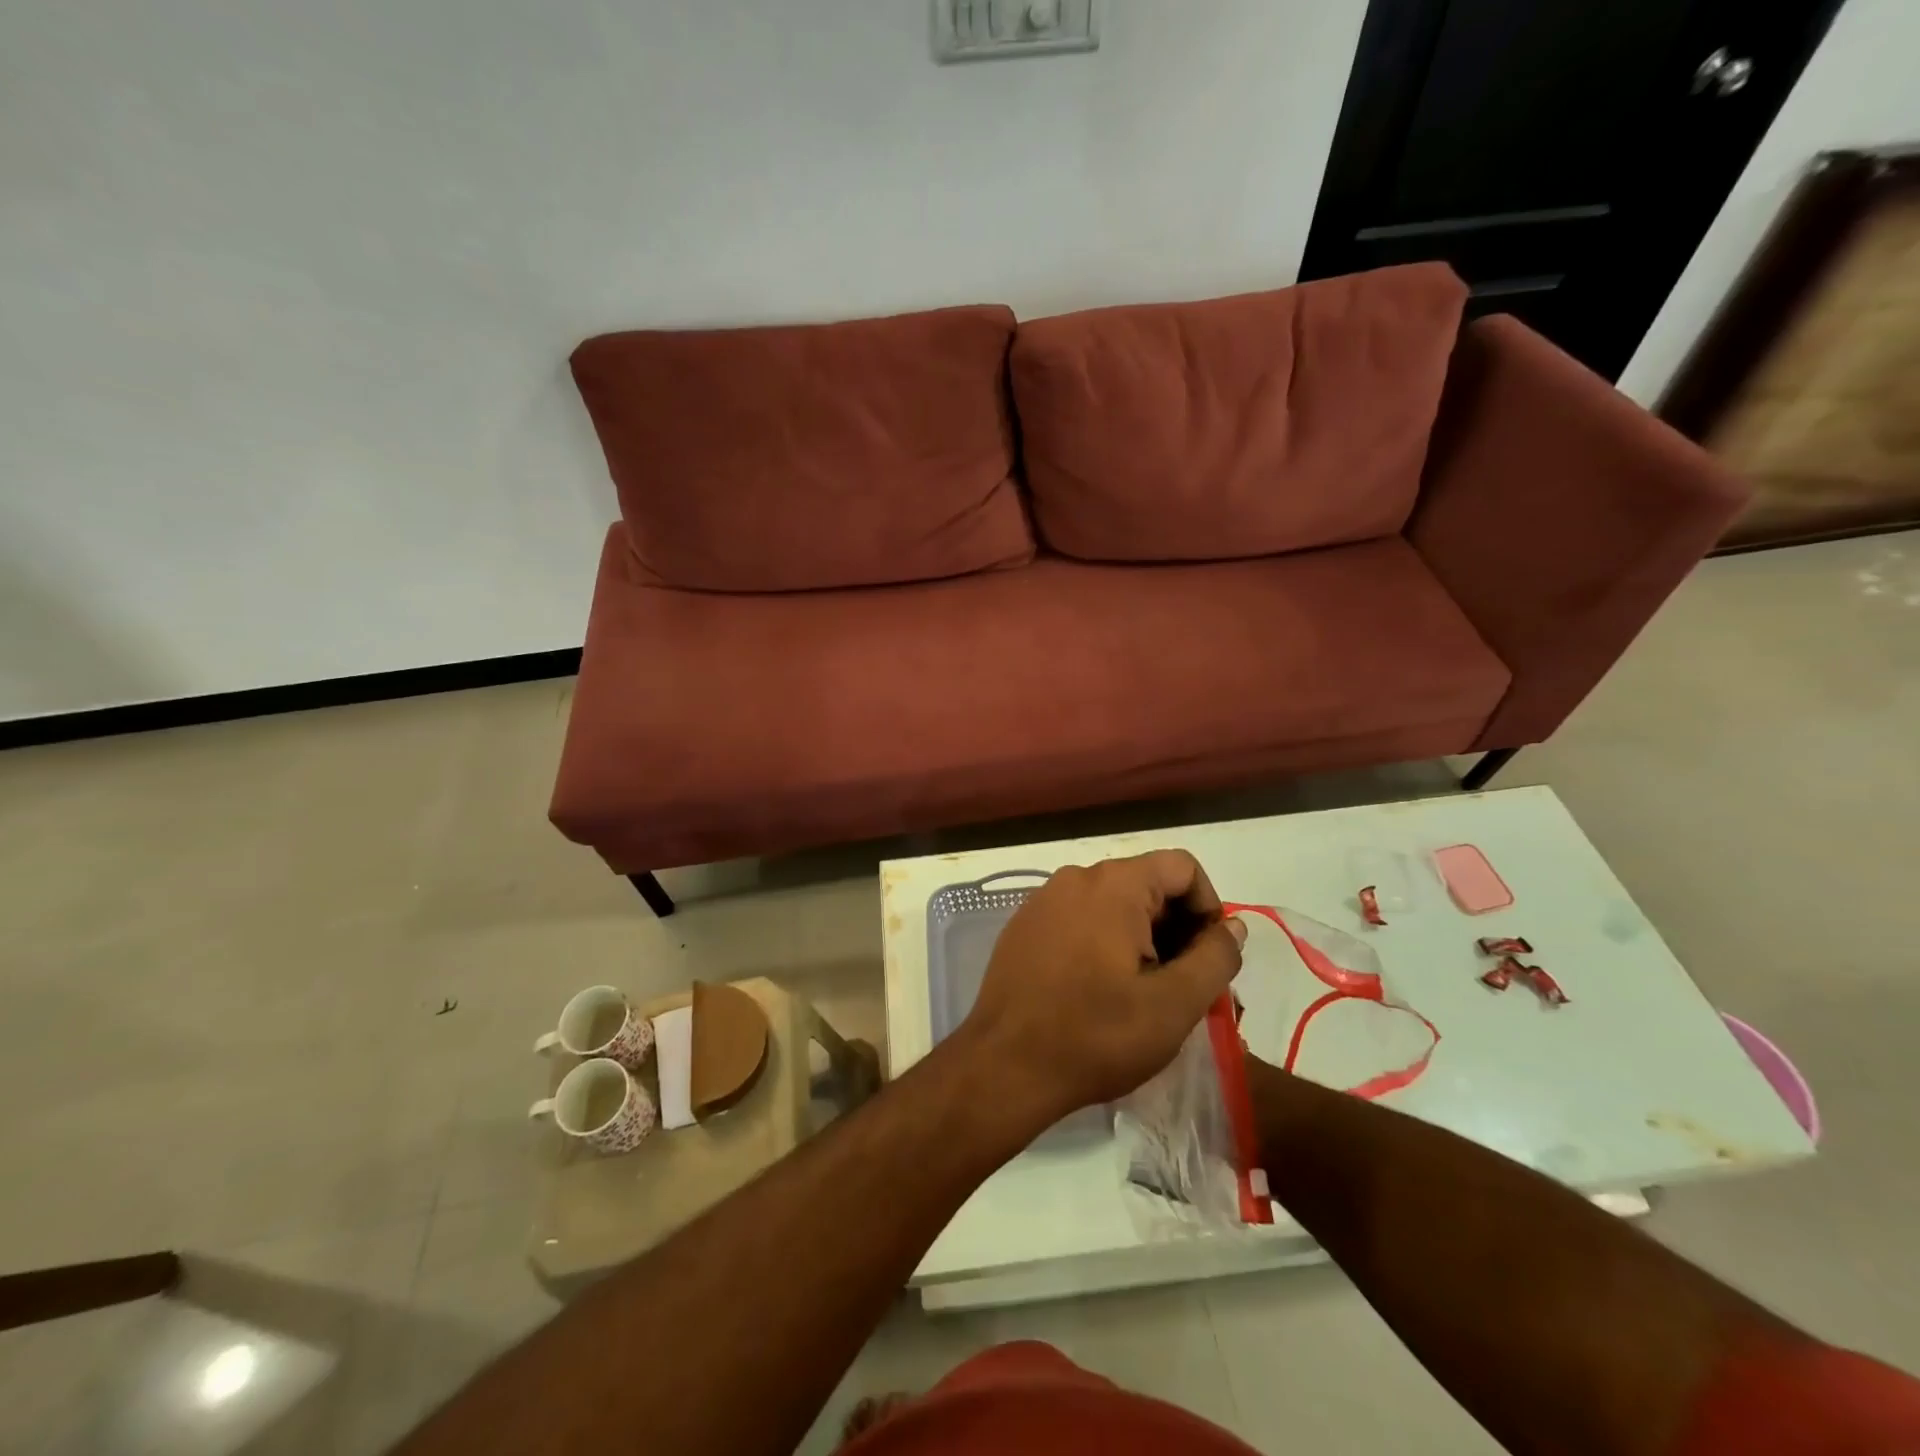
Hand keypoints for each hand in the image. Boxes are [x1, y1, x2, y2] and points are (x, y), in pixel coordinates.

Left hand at [957, 851, 1246, 1133]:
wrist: (1004, 1066)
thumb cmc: (1096, 1035)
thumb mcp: (1174, 1004)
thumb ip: (1214, 957)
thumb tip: (1232, 926)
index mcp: (1114, 884)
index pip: (1183, 867)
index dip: (1208, 908)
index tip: (1209, 959)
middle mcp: (1075, 878)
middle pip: (1147, 884)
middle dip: (1176, 929)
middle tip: (1183, 987)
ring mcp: (1043, 900)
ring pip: (1113, 904)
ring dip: (1141, 940)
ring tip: (1144, 994)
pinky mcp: (1024, 926)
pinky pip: (1079, 919)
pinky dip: (1103, 943)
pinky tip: (1100, 991)